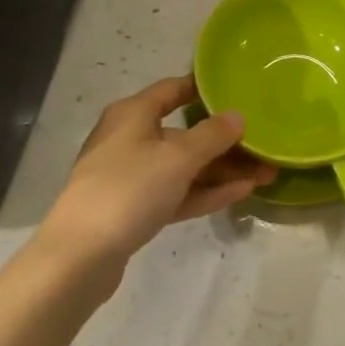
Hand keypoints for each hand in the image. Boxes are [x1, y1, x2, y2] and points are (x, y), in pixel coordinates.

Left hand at [38, 77, 274, 275]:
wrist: (79, 256)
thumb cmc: (128, 189)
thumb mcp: (177, 157)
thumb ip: (212, 135)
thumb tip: (237, 116)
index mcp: (133, 114)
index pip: (173, 90)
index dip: (203, 89)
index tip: (237, 91)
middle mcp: (131, 139)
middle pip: (184, 133)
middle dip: (224, 141)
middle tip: (264, 144)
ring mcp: (132, 176)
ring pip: (184, 167)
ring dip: (222, 170)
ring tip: (265, 172)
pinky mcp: (135, 209)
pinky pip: (177, 192)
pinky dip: (205, 191)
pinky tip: (242, 192)